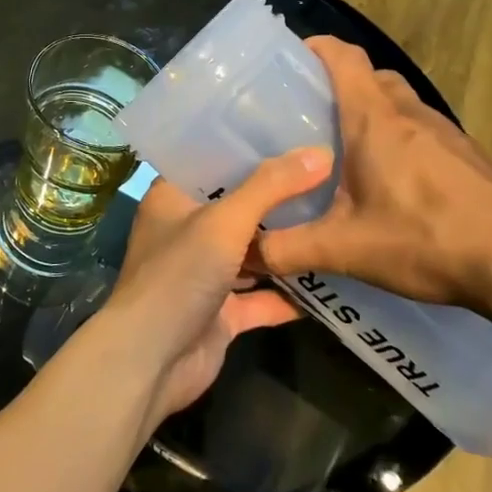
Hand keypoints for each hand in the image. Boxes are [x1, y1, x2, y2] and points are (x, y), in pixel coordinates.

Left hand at [100, 149, 333, 424]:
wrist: (152, 358)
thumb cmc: (178, 275)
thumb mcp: (224, 222)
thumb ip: (270, 188)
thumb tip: (320, 152)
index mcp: (172, 199)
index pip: (210, 163)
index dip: (247, 149)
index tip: (293, 133)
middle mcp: (186, 232)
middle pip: (236, 207)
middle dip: (277, 197)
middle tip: (332, 174)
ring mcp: (203, 274)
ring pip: (251, 253)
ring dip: (286, 245)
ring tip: (339, 219)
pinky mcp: (221, 313)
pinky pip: (261, 298)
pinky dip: (290, 294)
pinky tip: (332, 281)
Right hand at [256, 37, 491, 316]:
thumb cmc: (428, 240)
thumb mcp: (344, 249)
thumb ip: (286, 250)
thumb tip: (243, 253)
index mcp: (375, 119)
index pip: (343, 57)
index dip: (316, 48)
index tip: (289, 60)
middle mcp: (411, 115)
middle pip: (371, 77)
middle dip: (338, 86)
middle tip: (306, 118)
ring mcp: (448, 135)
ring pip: (400, 105)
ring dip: (371, 115)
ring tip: (342, 152)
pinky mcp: (471, 159)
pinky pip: (423, 133)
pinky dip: (399, 141)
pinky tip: (390, 185)